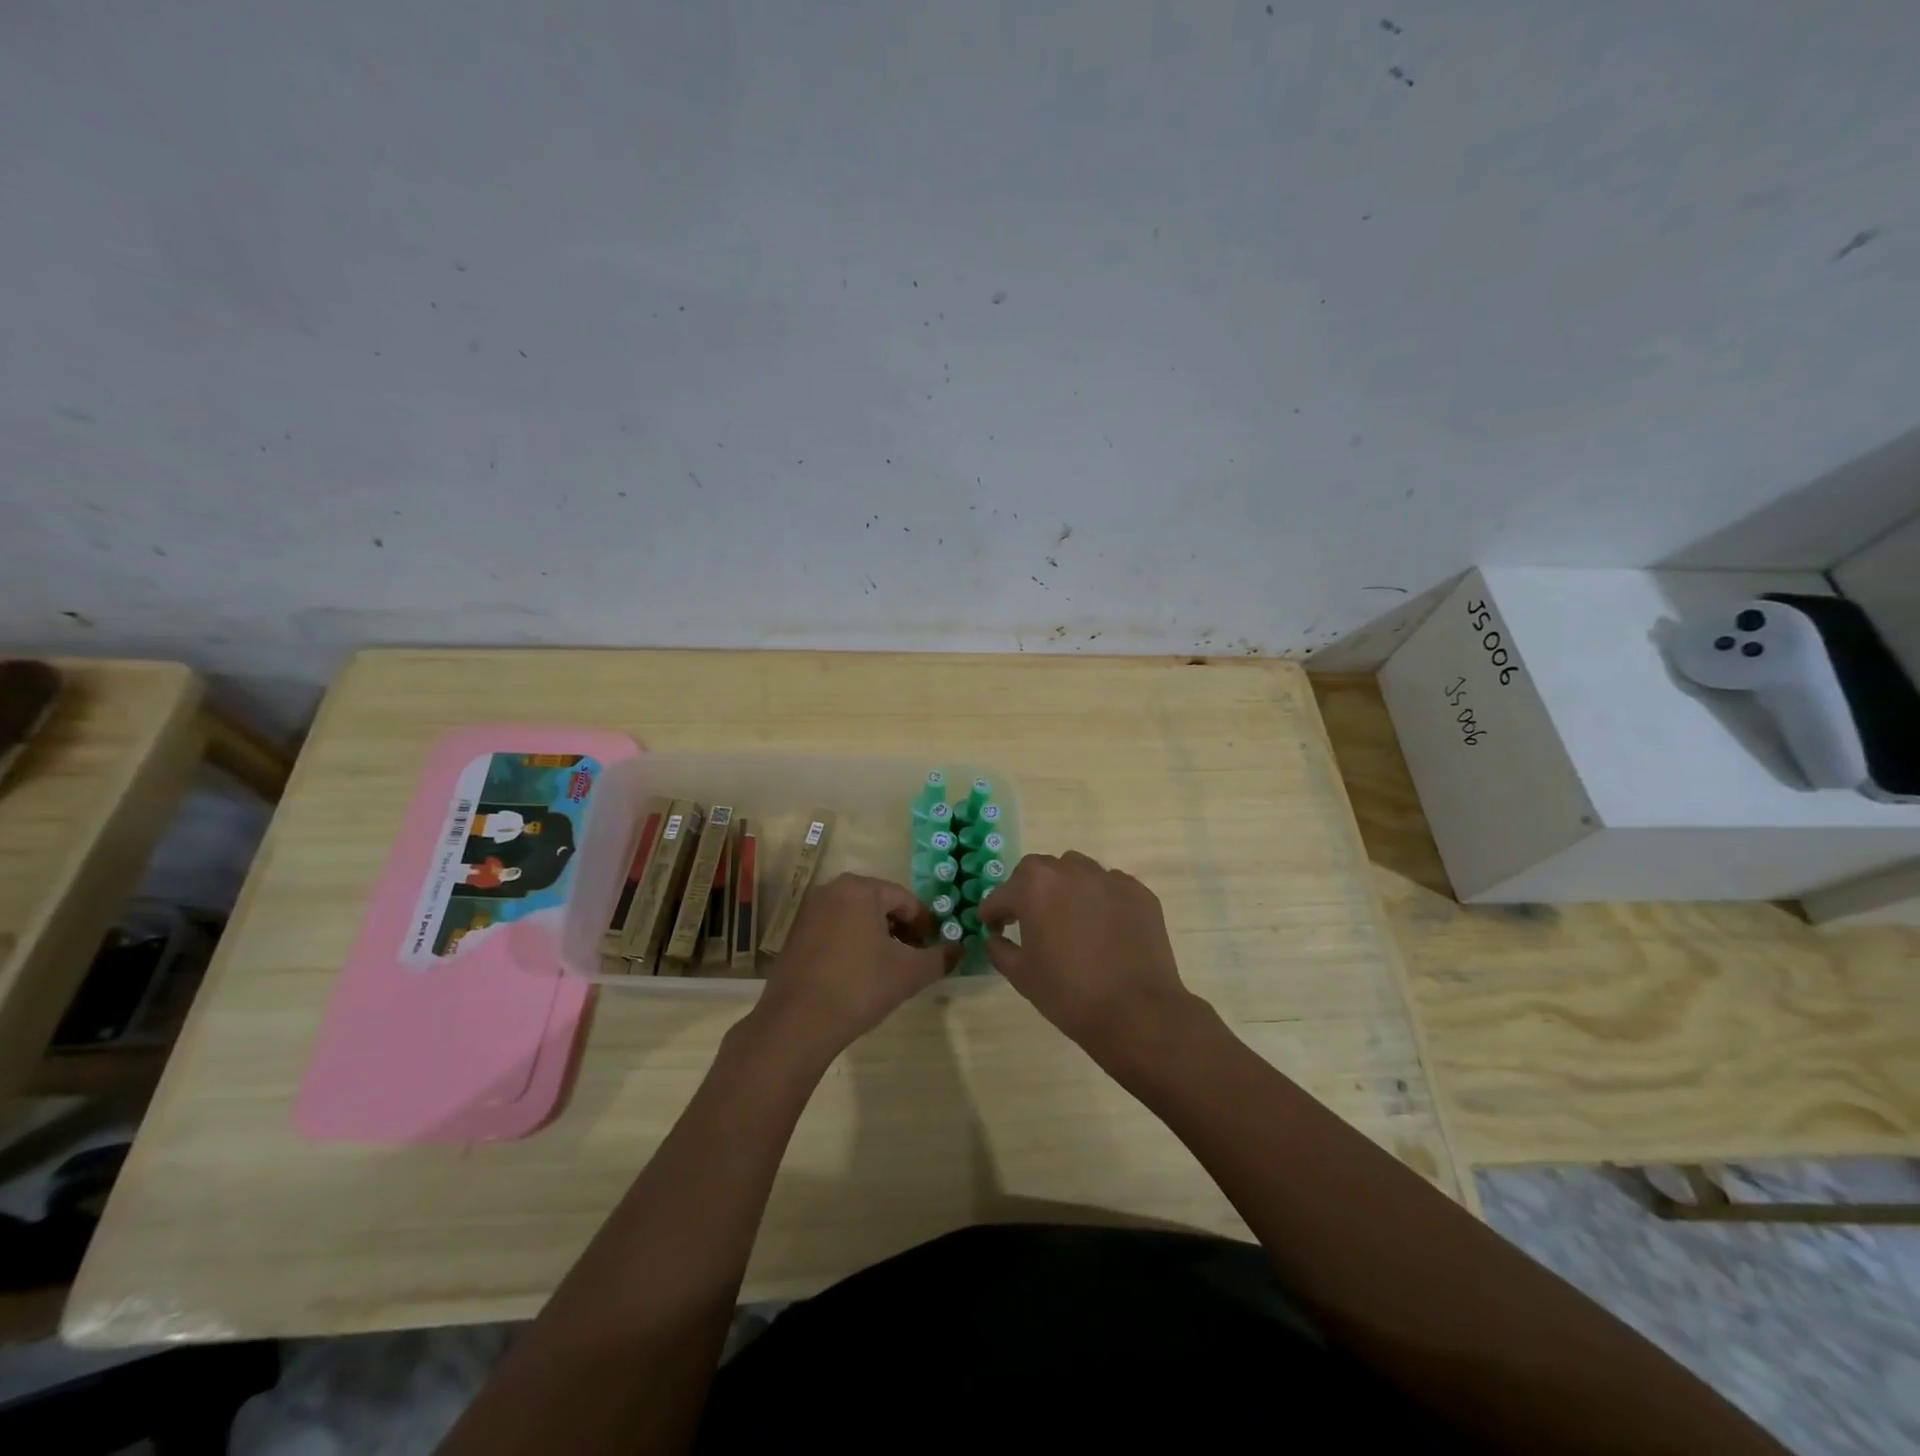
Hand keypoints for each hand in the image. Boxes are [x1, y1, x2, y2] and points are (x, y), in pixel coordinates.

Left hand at [749, 874, 948, 1067]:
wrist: (797, 1023)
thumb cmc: (859, 987)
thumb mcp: (909, 973)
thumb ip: (940, 958)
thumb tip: (959, 949)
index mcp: (860, 889)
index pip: (905, 899)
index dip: (925, 923)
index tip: (935, 945)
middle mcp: (832, 890)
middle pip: (879, 904)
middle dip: (901, 928)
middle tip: (915, 956)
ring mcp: (809, 911)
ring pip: (856, 916)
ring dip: (878, 936)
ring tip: (890, 966)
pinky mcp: (795, 933)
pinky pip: (835, 928)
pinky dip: (853, 942)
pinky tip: (860, 971)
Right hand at [982, 851, 1203, 1066]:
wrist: (1136, 1012)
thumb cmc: (1069, 994)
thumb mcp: (1021, 975)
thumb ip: (999, 949)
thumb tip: (995, 937)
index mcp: (1035, 887)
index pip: (1002, 894)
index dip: (992, 912)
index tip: (992, 926)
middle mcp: (1070, 871)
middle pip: (1038, 870)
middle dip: (1026, 890)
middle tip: (1028, 918)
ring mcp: (1108, 878)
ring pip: (1076, 870)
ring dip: (1064, 887)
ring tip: (1068, 917)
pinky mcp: (1137, 891)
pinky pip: (1108, 886)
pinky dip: (1098, 899)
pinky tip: (1102, 927)